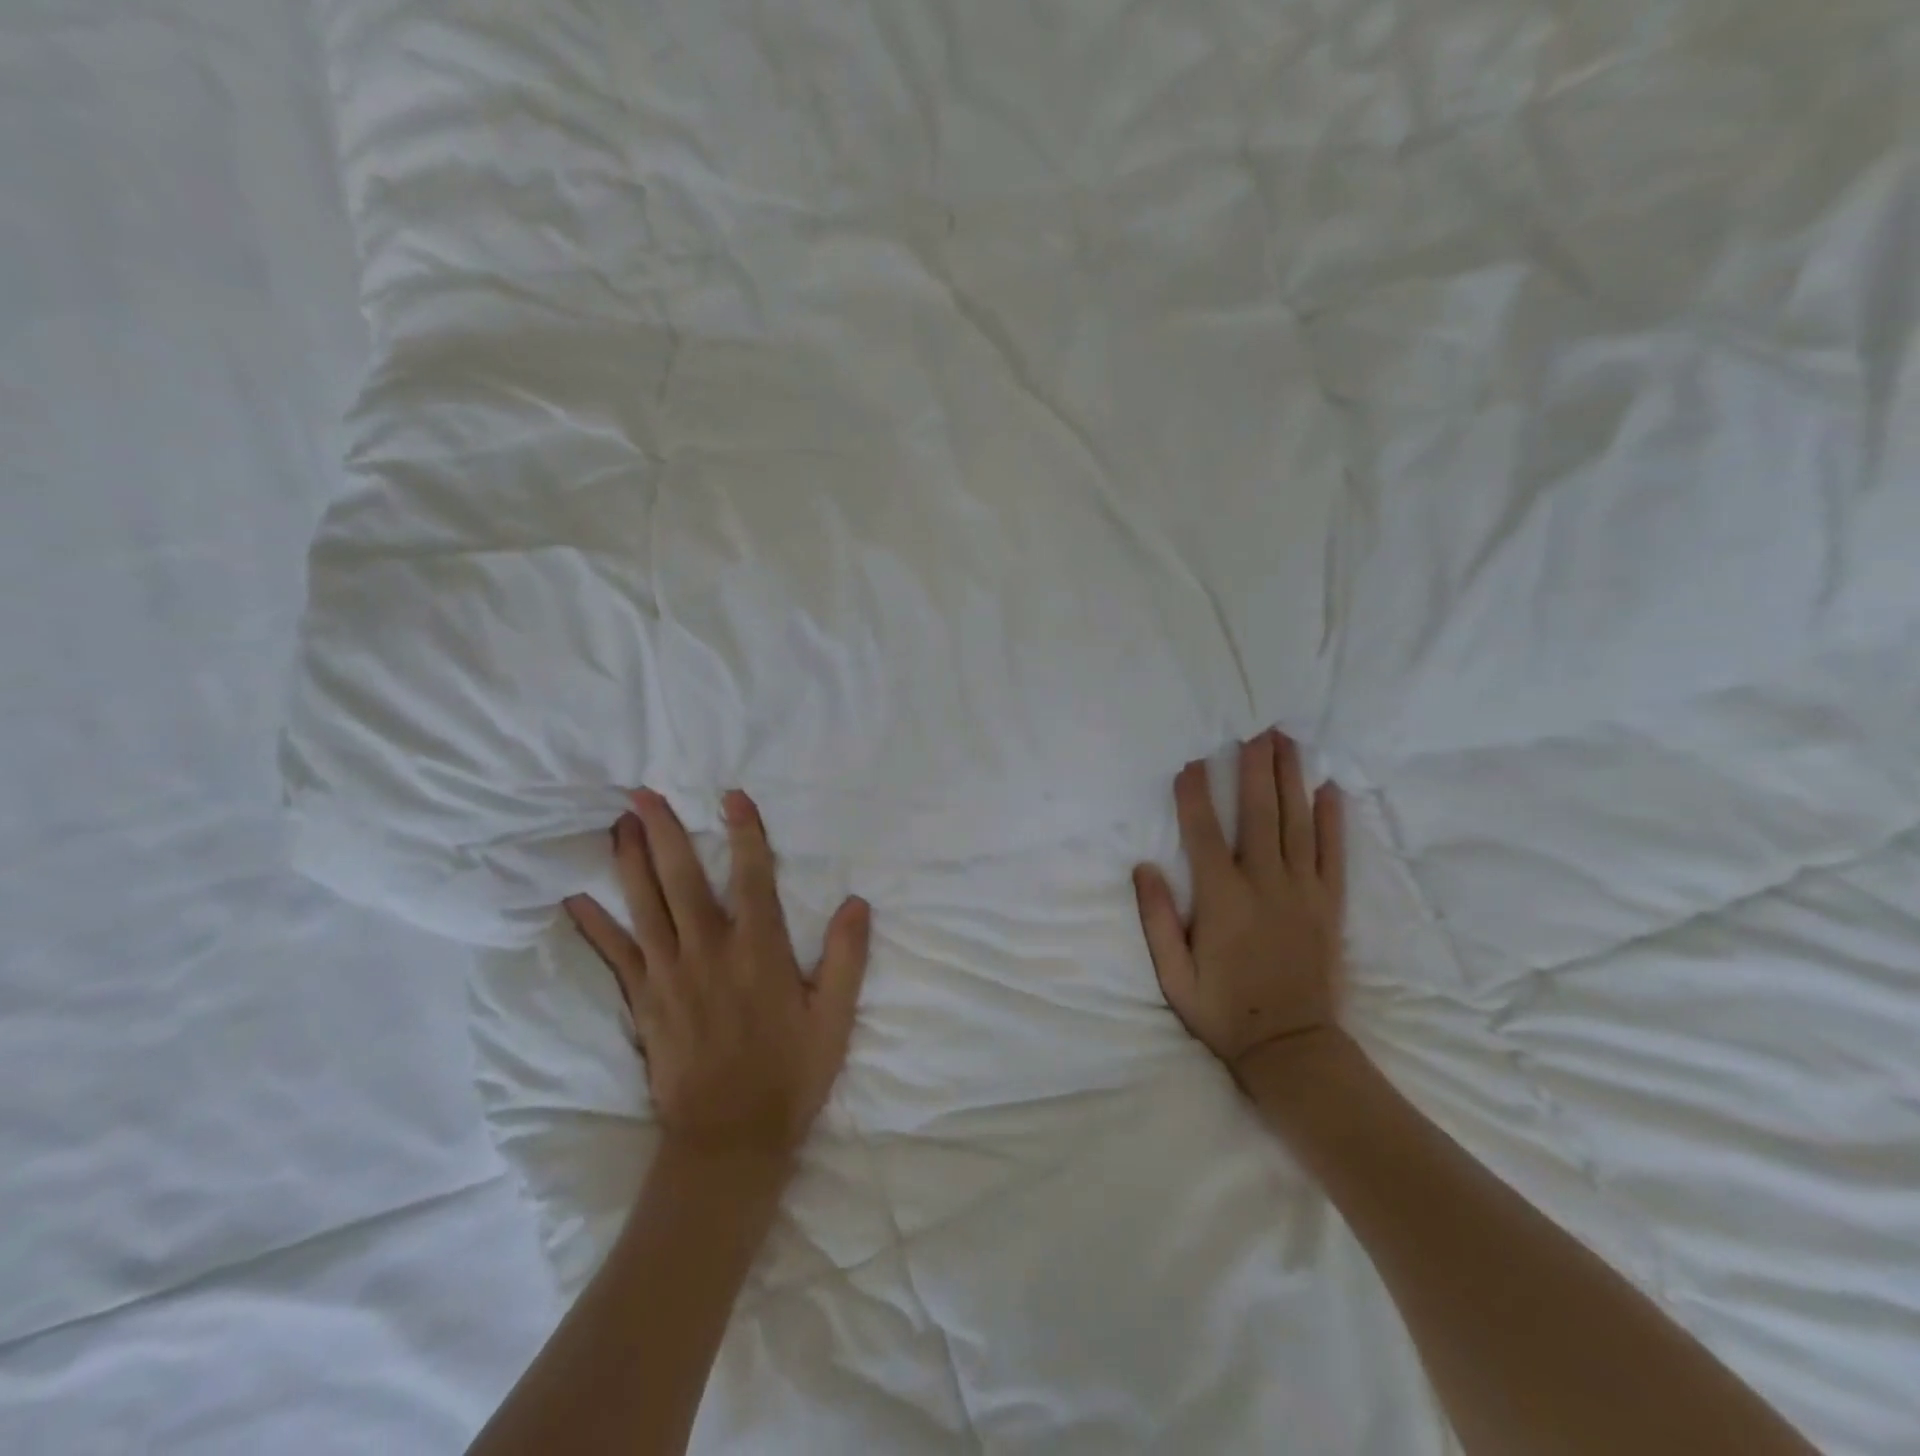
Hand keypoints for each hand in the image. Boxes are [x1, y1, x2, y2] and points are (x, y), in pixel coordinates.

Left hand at [564, 788, 871, 1161]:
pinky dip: (594, 926)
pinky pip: (615, 956)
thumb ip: (846, 957)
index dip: (743, 832)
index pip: (752, 876)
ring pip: (644, 907)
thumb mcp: (834, 1019)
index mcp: (759, 951)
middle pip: (682, 880)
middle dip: (664, 832)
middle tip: (642, 793)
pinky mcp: (644, 1003)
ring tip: (618, 825)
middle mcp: (709, 952)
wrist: (729, 1141)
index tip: (731, 796)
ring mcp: (669, 976)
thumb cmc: (790, 1075)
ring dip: (629, 862)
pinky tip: (575, 899)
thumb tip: (857, 902)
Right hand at [1134, 731, 1346, 1085]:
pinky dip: (1333, 819)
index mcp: (1222, 900)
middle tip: (1255, 728)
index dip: (1195, 794)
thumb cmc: (1224, 1012)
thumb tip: (1144, 867)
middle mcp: (1265, 885)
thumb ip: (1158, 919)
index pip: (1204, 833)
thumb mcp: (1174, 975)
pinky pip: (1333, 853)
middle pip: (1259, 813)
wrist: (1293, 1050)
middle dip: (1255, 768)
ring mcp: (1302, 892)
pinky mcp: (1329, 905)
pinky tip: (1329, 789)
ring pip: (1297, 823)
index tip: (1190, 761)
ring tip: (1287, 741)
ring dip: (1290, 779)